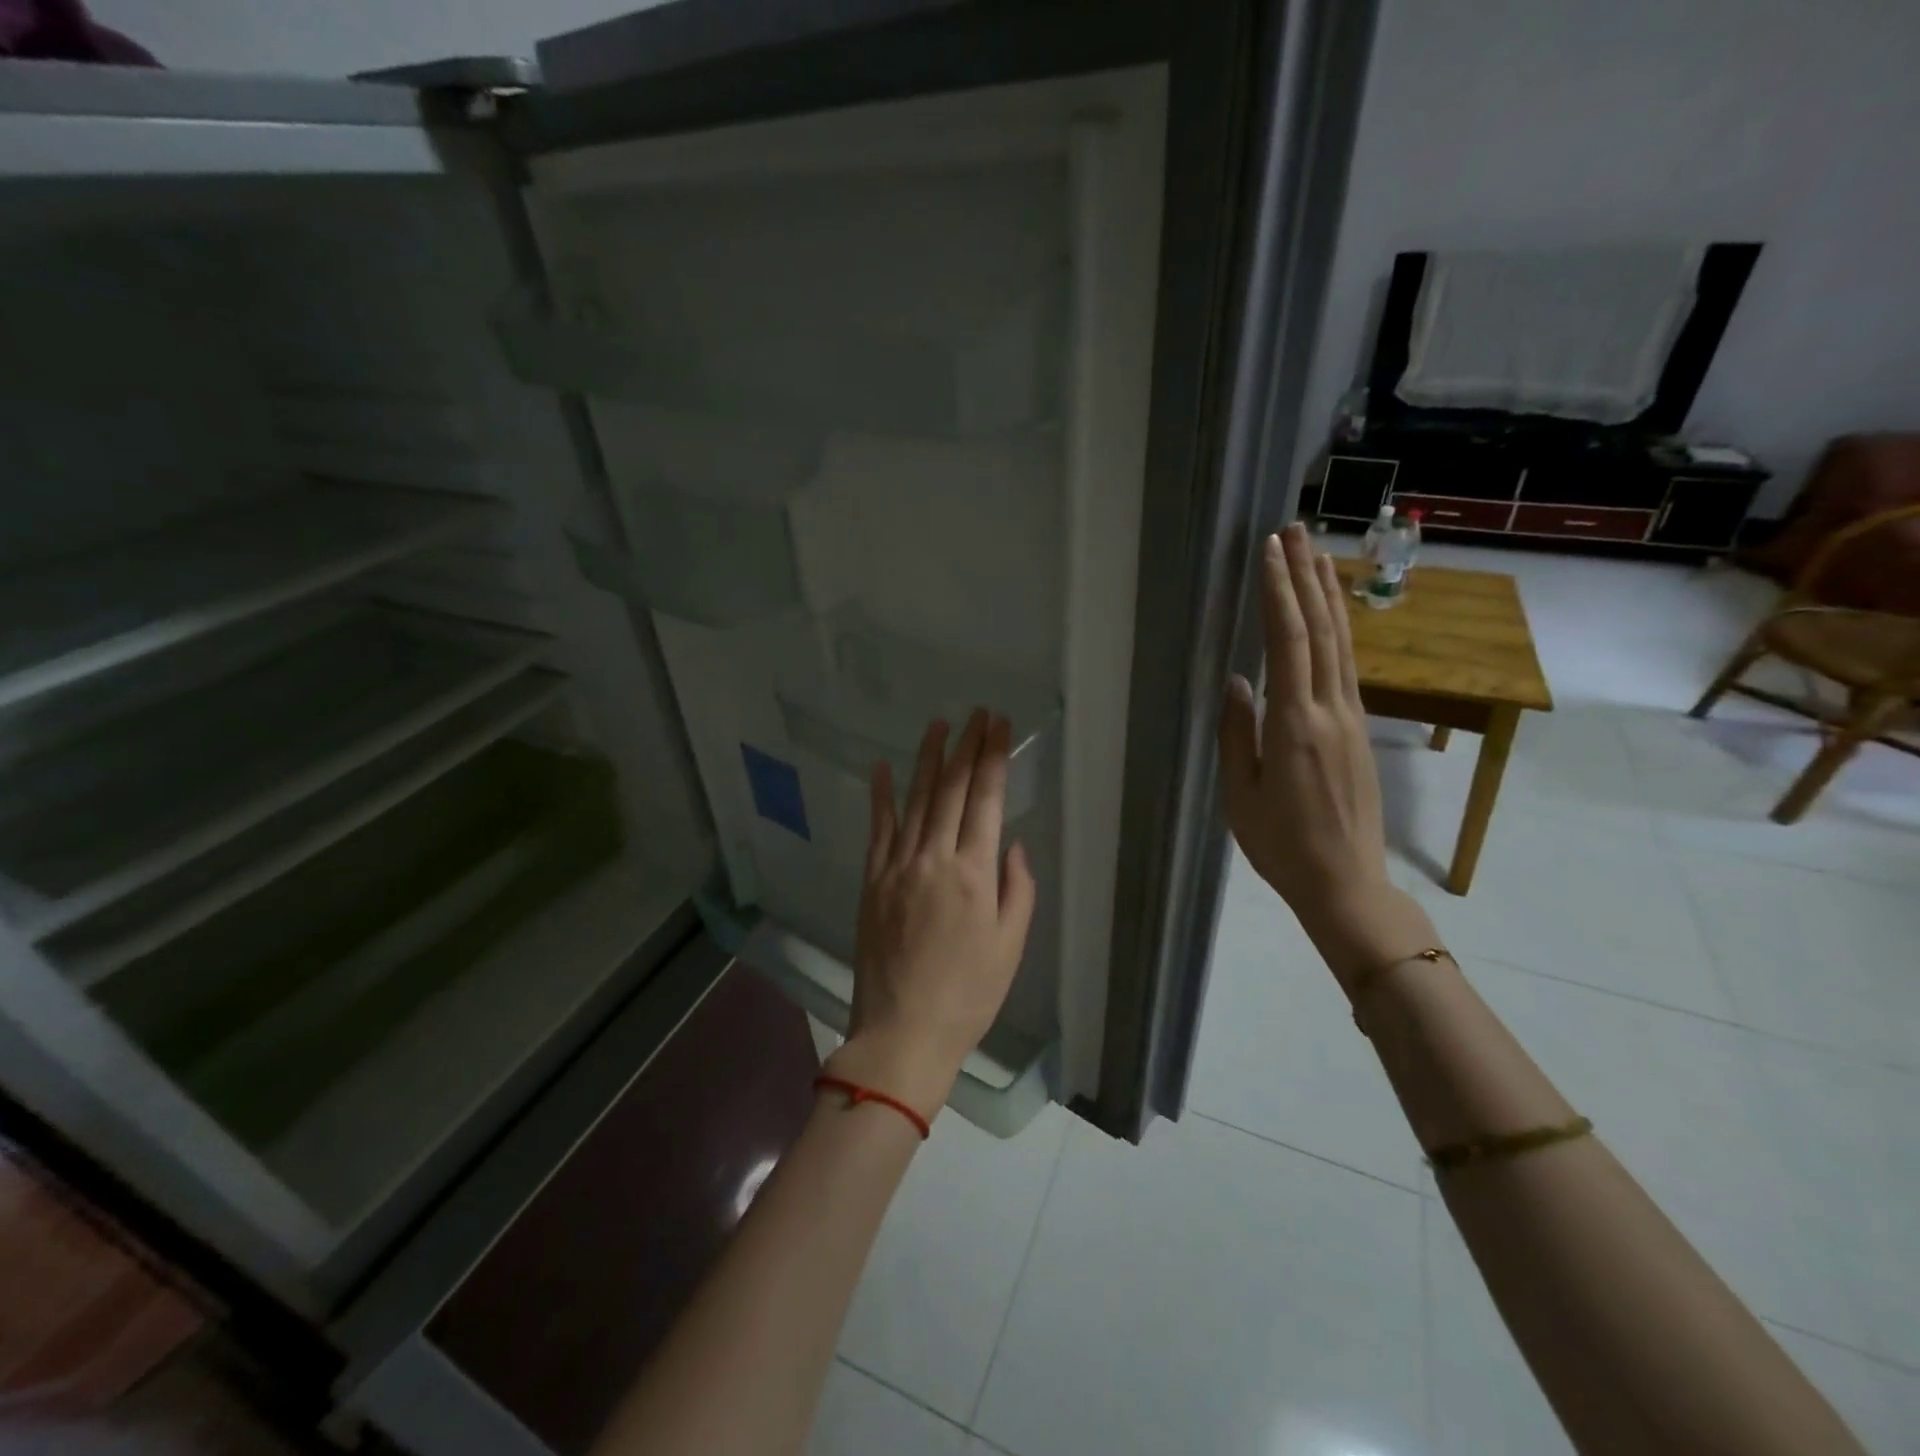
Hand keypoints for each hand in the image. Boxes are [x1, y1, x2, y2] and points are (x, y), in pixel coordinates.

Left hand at [827, 710, 1036, 1120]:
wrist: (903, 1030)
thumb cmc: (968, 994)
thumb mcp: (1010, 947)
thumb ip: (1017, 889)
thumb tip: (1012, 844)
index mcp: (974, 874)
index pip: (986, 800)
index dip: (994, 757)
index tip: (999, 725)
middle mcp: (934, 859)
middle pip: (953, 789)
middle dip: (967, 746)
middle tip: (977, 713)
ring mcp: (898, 867)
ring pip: (916, 800)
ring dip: (929, 759)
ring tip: (939, 725)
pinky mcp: (873, 880)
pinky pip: (878, 829)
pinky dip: (880, 796)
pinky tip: (881, 768)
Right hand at [1219, 525, 1427, 987]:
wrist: (1344, 881)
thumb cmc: (1280, 844)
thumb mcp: (1240, 794)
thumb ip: (1238, 733)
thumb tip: (1237, 680)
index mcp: (1295, 724)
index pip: (1288, 642)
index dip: (1278, 592)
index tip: (1269, 551)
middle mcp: (1330, 709)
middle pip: (1322, 629)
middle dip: (1307, 576)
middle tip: (1294, 531)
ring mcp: (1352, 717)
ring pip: (1342, 642)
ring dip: (1329, 594)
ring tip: (1317, 554)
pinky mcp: (1360, 729)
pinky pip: (1349, 665)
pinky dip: (1340, 629)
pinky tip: (1334, 613)